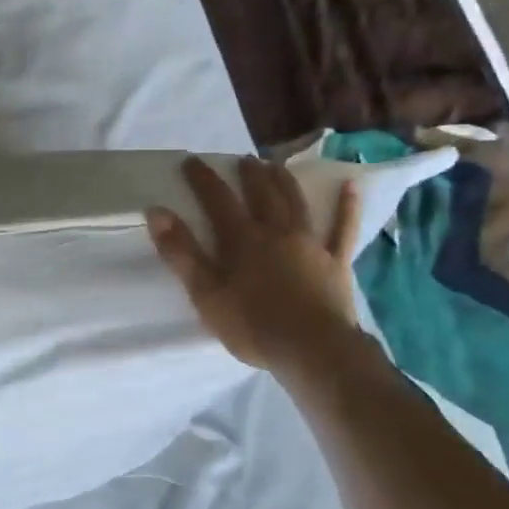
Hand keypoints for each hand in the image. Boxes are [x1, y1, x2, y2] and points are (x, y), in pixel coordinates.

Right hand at [146, 155, 362, 368]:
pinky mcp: (336, 262)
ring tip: (276, 165)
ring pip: (297, 204)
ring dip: (285, 181)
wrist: (314, 349)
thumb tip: (157, 212)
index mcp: (243, 240)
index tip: (192, 160)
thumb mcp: (206, 294)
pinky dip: (347, 207)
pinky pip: (343, 229)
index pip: (218, 200)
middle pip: (262, 195)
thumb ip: (182, 253)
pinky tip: (351, 188)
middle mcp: (277, 232)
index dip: (204, 179)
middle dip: (249, 174)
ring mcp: (311, 244)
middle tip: (243, 159)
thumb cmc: (253, 326)